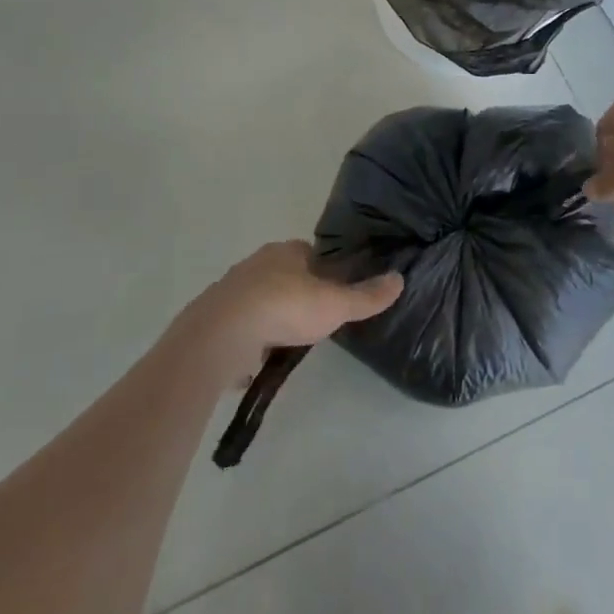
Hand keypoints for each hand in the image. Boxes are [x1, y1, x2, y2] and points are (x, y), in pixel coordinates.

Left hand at [183, 240, 403, 386]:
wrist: (222, 334)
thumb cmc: (285, 308)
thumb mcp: (335, 305)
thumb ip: (366, 296)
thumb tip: (400, 279)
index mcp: (286, 252)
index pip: (309, 252)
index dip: (323, 270)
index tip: (333, 290)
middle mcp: (257, 263)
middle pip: (283, 274)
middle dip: (296, 293)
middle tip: (311, 320)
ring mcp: (231, 290)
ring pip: (258, 299)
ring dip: (270, 317)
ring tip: (284, 344)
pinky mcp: (213, 317)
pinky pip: (237, 326)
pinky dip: (246, 340)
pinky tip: (254, 361)